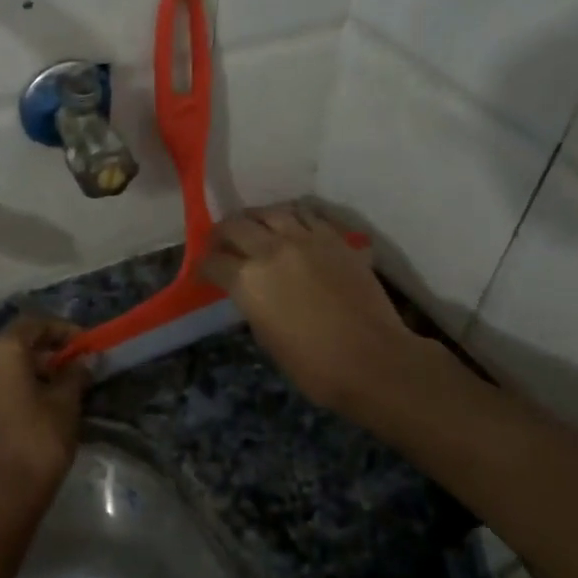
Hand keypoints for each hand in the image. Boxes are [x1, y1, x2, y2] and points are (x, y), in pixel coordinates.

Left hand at [0, 315, 89, 509]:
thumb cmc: (36, 442)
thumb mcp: (65, 405)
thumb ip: (74, 375)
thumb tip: (81, 362)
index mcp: (0, 349)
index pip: (34, 324)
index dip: (62, 330)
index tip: (85, 345)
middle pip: (13, 344)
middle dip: (44, 353)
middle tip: (73, 369)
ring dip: (25, 373)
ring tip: (55, 391)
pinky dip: (8, 390)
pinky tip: (30, 409)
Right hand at [200, 205, 419, 417]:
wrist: (373, 360)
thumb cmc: (314, 365)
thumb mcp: (267, 337)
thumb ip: (253, 304)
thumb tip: (250, 291)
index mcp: (247, 281)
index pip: (213, 262)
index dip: (204, 266)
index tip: (205, 271)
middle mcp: (270, 251)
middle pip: (235, 226)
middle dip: (222, 233)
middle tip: (220, 242)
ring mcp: (305, 240)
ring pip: (271, 212)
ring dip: (256, 218)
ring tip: (254, 225)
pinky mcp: (335, 239)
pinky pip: (307, 215)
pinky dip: (292, 216)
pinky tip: (291, 224)